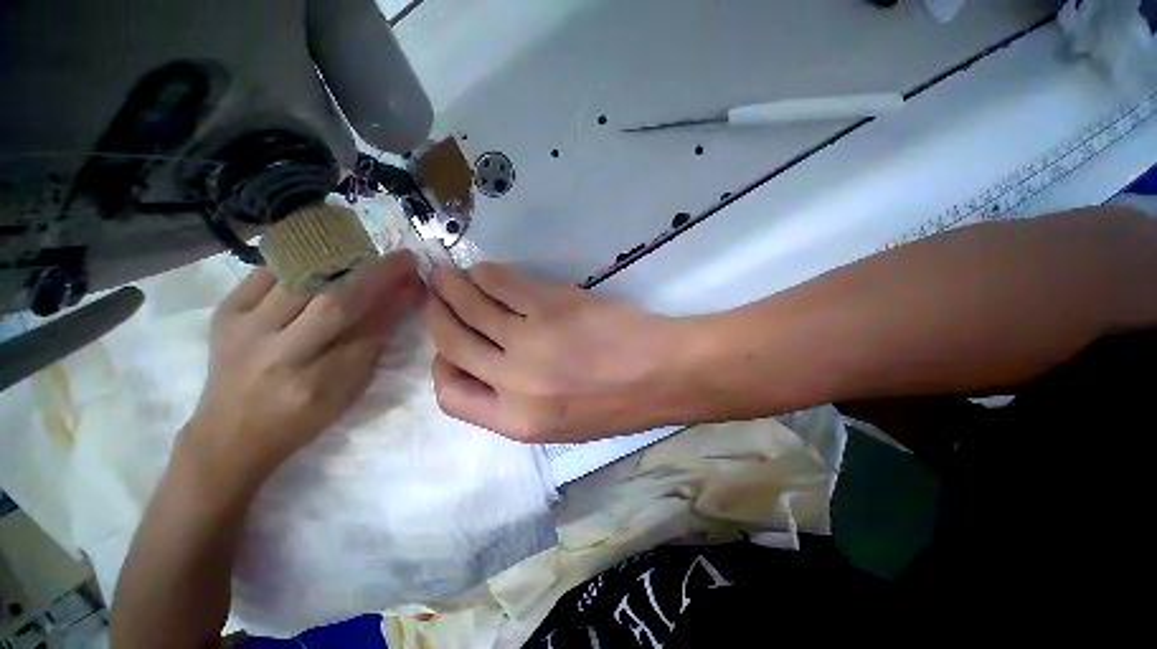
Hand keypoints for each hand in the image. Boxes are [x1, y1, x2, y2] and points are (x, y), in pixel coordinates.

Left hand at [184, 251, 421, 475]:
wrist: (230, 432)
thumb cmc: (302, 415)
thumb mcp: (348, 389)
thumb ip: (374, 341)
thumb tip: (401, 297)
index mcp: (317, 384)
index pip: (369, 331)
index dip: (396, 300)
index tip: (417, 278)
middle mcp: (278, 355)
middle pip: (334, 302)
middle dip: (376, 274)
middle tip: (403, 258)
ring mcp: (244, 331)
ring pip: (302, 281)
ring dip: (342, 262)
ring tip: (366, 254)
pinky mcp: (225, 314)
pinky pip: (267, 273)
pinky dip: (299, 259)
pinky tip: (320, 257)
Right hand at [427, 263, 694, 442]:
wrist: (664, 375)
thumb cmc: (619, 404)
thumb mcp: (562, 423)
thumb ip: (516, 401)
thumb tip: (486, 367)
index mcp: (516, 422)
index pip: (451, 395)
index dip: (442, 366)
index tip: (447, 347)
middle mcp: (513, 382)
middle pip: (451, 342)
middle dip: (437, 314)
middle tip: (434, 294)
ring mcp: (530, 339)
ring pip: (471, 306)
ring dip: (453, 287)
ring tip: (448, 275)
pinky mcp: (551, 305)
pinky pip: (503, 284)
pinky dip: (488, 274)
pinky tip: (486, 271)